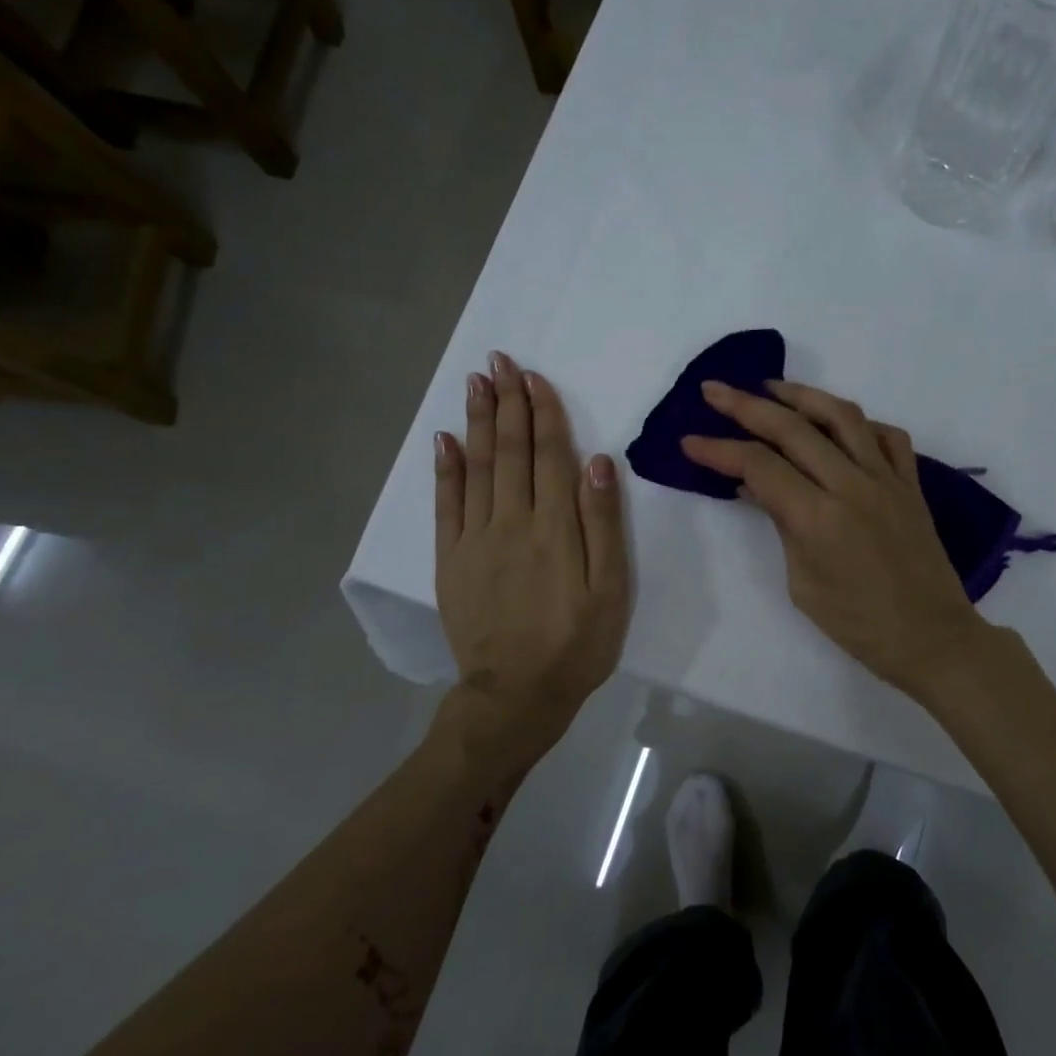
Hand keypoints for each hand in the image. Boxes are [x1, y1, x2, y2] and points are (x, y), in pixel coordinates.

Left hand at [435, 352, 631, 770]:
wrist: (517, 694)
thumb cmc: (577, 643)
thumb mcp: (610, 589)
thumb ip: (603, 524)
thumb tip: (598, 463)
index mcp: (555, 528)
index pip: (548, 456)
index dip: (543, 414)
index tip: (534, 377)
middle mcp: (511, 522)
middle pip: (509, 451)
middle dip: (507, 403)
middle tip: (501, 361)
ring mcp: (475, 539)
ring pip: (476, 467)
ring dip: (477, 422)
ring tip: (476, 383)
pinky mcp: (452, 559)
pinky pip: (446, 504)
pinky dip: (445, 468)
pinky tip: (444, 439)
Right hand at [682, 379, 987, 698]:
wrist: (932, 636)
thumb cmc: (859, 624)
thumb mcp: (804, 583)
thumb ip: (783, 526)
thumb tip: (759, 487)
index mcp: (819, 517)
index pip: (759, 466)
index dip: (719, 450)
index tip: (690, 441)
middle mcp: (852, 484)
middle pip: (793, 428)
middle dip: (746, 405)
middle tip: (715, 390)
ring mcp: (887, 479)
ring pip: (842, 416)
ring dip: (802, 395)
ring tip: (772, 388)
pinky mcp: (911, 484)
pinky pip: (887, 436)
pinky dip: (859, 422)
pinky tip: (838, 424)